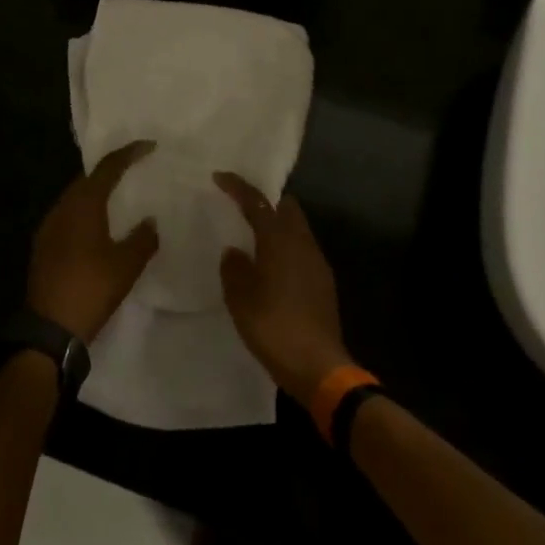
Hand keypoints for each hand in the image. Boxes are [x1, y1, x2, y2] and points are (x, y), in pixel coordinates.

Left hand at [27, 140, 159, 343]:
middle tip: (134, 169)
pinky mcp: (43, 246)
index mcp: (83, 205)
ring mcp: (48, 227)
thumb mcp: (126, 265)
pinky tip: (98, 227)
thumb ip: (143, 238)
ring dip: (97, 192)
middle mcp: (62, 208)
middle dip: (110, 171)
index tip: (150, 146)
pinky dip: (85, 212)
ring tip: (119, 197)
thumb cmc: (91, 289)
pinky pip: (68, 216)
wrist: (50, 329)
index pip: (108, 168)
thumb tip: (151, 221)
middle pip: (88, 179)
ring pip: (75, 198)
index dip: (129, 153)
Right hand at [215, 174, 352, 408]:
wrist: (319, 367)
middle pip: (286, 208)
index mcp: (280, 241)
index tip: (220, 177)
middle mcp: (302, 243)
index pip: (258, 202)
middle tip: (242, 208)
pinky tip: (271, 268)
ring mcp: (317, 263)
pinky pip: (301, 250)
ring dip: (276, 227)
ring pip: (296, 229)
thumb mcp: (241, 299)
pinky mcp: (324, 282)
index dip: (238, 187)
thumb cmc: (274, 327)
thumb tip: (235, 252)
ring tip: (253, 239)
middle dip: (266, 202)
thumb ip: (234, 269)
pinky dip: (285, 248)